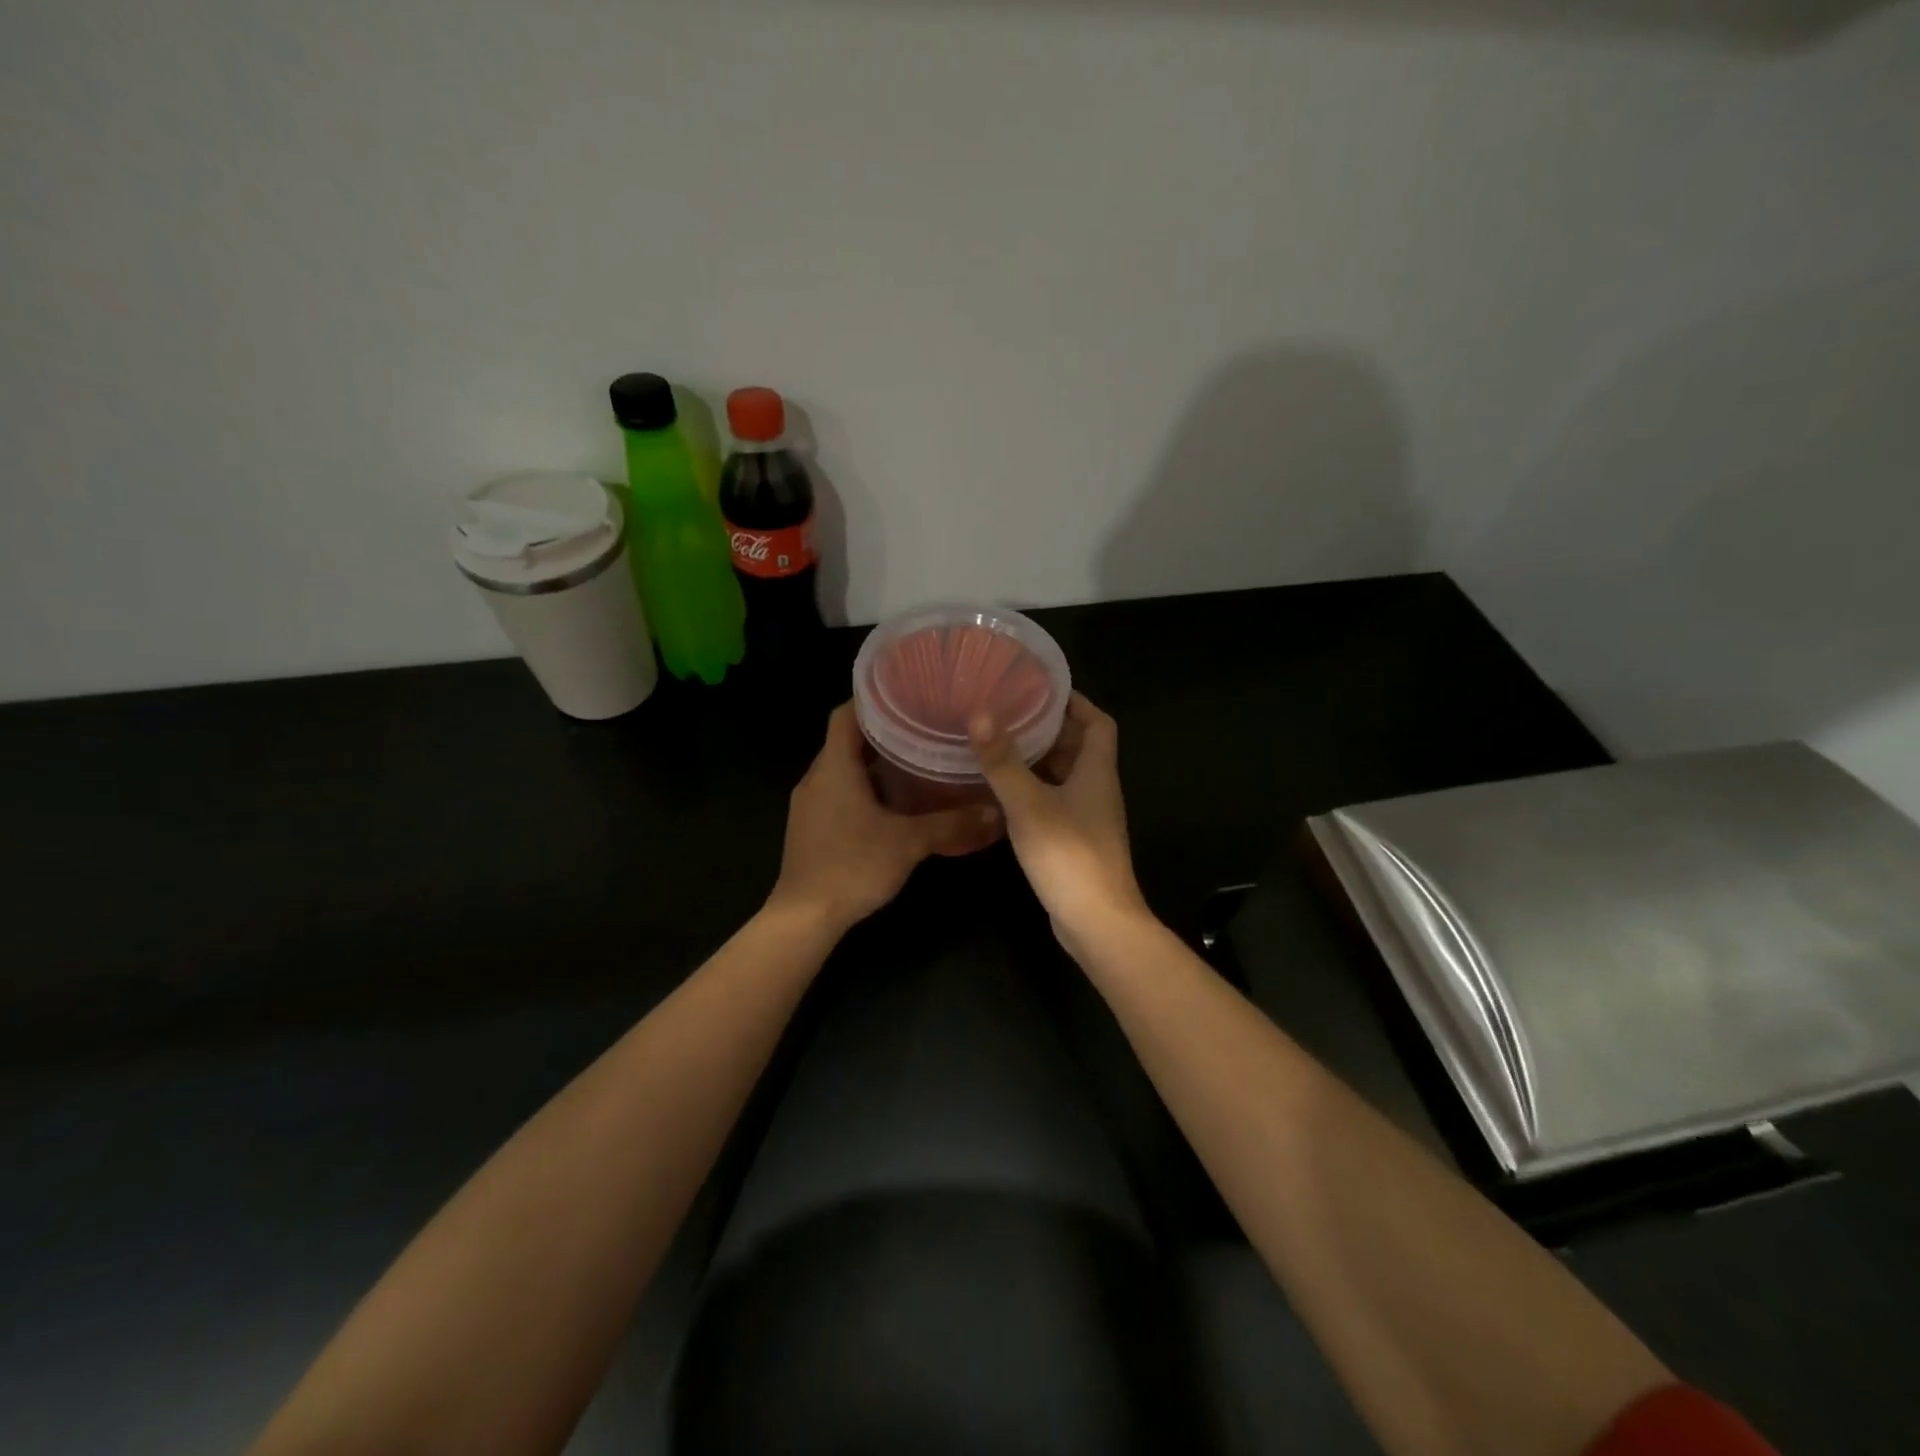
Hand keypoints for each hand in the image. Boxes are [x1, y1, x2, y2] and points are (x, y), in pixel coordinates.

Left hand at [770, 702, 1001, 933]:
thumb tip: (996, 813)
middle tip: (924, 728)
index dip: (872, 700)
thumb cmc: (852, 867)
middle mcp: (817, 778)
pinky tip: (895, 804)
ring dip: (875, 765)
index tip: (906, 694)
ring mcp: (810, 804)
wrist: (804, 917)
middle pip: (847, 741)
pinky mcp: (811, 826)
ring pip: (844, 769)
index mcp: (834, 768)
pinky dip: (865, 789)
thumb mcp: (908, 843)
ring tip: (917, 762)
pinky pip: (839, 793)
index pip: (844, 715)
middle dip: (883, 733)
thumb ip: (951, 825)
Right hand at [969, 693, 1150, 955]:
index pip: (1098, 723)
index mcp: (1097, 771)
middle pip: (1079, 747)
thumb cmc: (1068, 855)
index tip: (1042, 688)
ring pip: (1065, 776)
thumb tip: (980, 713)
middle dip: (1048, 728)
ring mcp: (1088, 817)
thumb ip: (1004, 761)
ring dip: (1038, 760)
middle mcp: (1098, 789)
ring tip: (999, 745)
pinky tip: (1003, 792)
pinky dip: (1034, 790)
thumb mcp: (1029, 804)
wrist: (1096, 922)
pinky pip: (1055, 801)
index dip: (1075, 702)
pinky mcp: (1075, 840)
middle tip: (1008, 713)